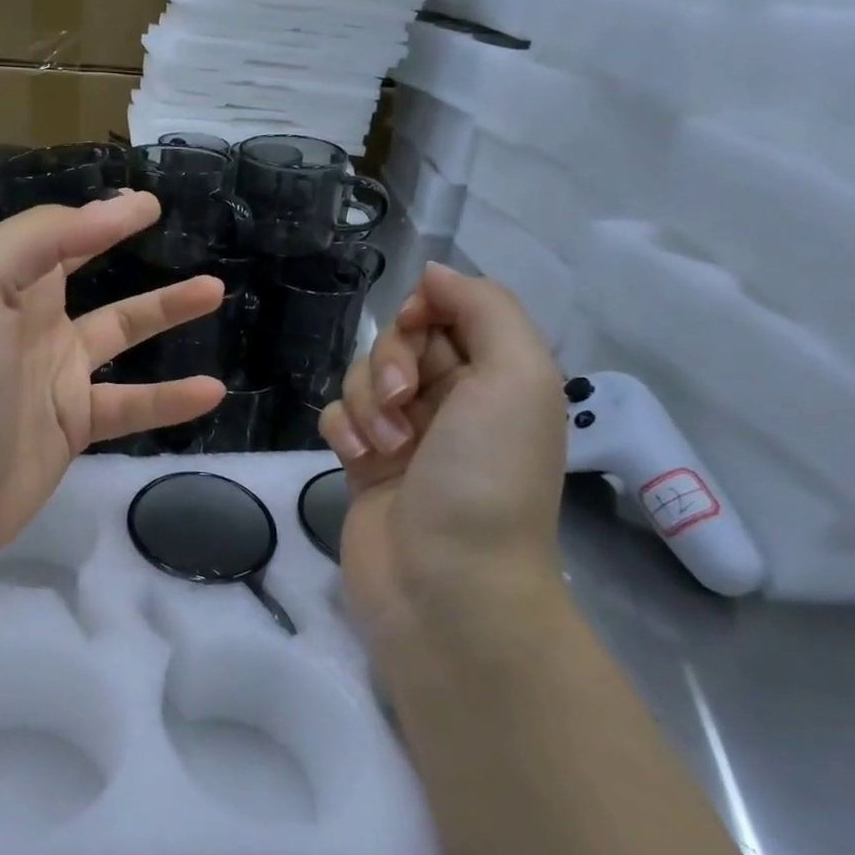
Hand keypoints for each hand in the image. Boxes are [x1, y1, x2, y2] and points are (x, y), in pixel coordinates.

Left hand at [0, 192, 226, 567]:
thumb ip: (37, 240)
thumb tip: (106, 210)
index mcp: (6, 285)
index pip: (59, 236)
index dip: (101, 216)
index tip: (149, 205)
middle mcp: (33, 323)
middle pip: (94, 277)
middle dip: (131, 251)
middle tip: (185, 237)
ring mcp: (57, 376)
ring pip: (123, 334)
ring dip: (167, 311)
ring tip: (216, 292)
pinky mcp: (75, 424)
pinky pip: (132, 403)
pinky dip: (171, 398)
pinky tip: (211, 391)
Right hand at [318, 262, 566, 636]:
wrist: (446, 582)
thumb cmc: (487, 474)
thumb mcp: (517, 375)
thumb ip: (484, 307)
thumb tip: (433, 272)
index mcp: (497, 376)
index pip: (448, 310)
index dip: (423, 312)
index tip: (416, 332)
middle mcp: (453, 399)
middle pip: (398, 341)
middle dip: (391, 363)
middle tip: (405, 403)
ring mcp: (405, 433)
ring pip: (361, 377)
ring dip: (366, 402)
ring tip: (386, 446)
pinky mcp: (364, 462)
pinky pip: (337, 417)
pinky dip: (343, 430)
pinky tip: (357, 460)